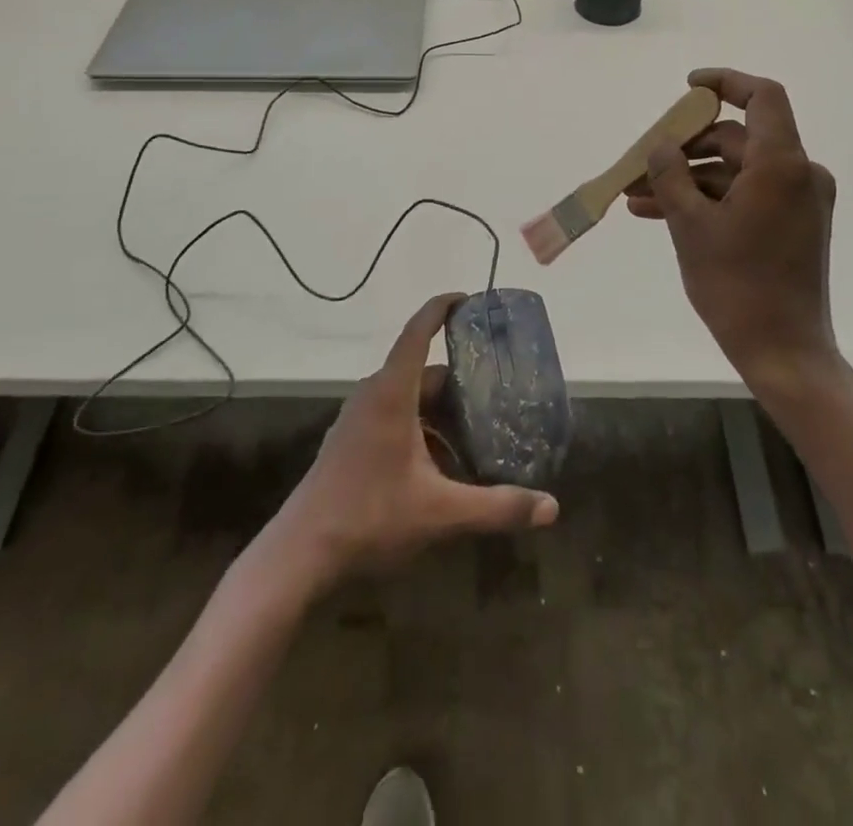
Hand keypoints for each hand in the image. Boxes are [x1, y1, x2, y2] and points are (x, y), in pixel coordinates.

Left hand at [271, 294, 558, 584]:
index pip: (417, 331)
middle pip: (421, 372)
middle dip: (459, 382)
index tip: (468, 298)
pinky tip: (443, 466)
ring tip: (477, 432)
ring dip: (441, 411)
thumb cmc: (369, 517)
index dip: (441, 307)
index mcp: (391, 393)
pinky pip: (394, 418)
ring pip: (408, 398)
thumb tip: (552, 508)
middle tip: (497, 392)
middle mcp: (373, 395)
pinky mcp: (351, 442)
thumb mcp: (440, 513)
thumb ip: (497, 507)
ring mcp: (358, 419)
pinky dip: (422, 429)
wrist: (300, 554)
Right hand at [627, 69, 846, 402]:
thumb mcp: (690, 225)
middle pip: (737, 139)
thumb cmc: (736, 284)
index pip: (762, 97)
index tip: (688, 87)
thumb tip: (661, 146)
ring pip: (734, 172)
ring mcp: (798, 201)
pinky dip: (708, 200)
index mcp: (782, 164)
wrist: (782, 350)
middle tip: (641, 163)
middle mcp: (799, 174)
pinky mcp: (792, 224)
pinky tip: (660, 214)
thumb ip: (670, 174)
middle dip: (684, 149)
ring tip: (637, 198)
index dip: (725, 83)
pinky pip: (745, 196)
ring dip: (687, 180)